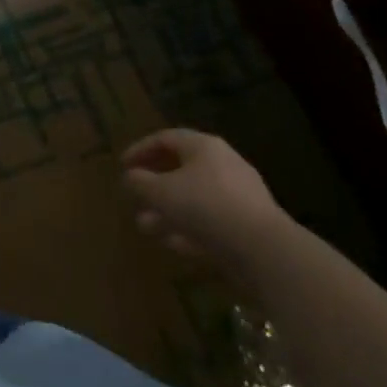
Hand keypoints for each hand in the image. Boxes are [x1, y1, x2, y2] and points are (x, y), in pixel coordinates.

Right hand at [120, 129, 292, 282]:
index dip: (140, 149)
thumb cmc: (205, 206)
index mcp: (204, 147)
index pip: (166, 138)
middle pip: (181, 168)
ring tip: (146, 226)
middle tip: (135, 196)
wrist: (263, 249)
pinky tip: (173, 244)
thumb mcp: (160, 192)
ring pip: (195, 197)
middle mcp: (224, 164)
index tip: (122, 166)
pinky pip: (211, 219)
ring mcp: (239, 195)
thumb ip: (139, 182)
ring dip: (168, 210)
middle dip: (154, 184)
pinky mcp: (248, 224)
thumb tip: (130, 177)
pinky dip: (190, 228)